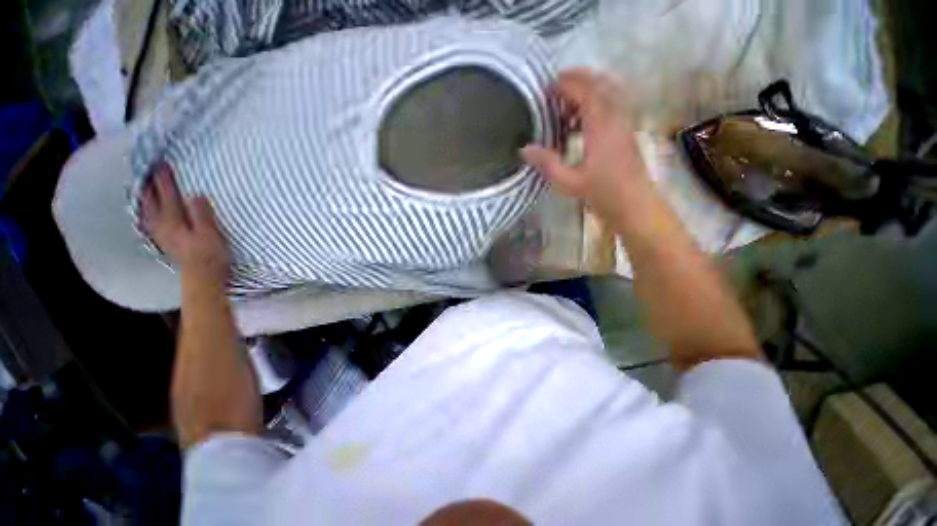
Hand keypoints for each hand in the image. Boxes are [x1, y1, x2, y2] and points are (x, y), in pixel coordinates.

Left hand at [141, 165, 230, 285]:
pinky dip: (149, 221)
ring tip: (143, 195)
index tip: (161, 164)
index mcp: (175, 221)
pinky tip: (149, 220)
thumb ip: (201, 212)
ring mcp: (165, 240)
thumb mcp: (209, 231)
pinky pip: (153, 230)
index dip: (164, 179)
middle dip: (149, 190)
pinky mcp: (168, 249)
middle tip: (146, 176)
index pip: (167, 194)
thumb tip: (195, 195)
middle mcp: (165, 229)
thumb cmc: (208, 257)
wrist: (203, 285)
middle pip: (153, 206)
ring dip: (145, 205)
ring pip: (150, 218)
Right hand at [523, 69, 654, 224]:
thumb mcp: (570, 183)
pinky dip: (595, 104)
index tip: (545, 90)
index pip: (582, 90)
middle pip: (597, 84)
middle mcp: (615, 117)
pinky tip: (580, 123)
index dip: (563, 85)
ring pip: (606, 92)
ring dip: (586, 91)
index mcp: (600, 124)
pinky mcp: (627, 132)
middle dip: (575, 80)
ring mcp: (624, 123)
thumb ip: (547, 163)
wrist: (638, 208)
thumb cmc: (606, 195)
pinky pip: (611, 105)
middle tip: (555, 88)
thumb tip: (525, 149)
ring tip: (566, 106)